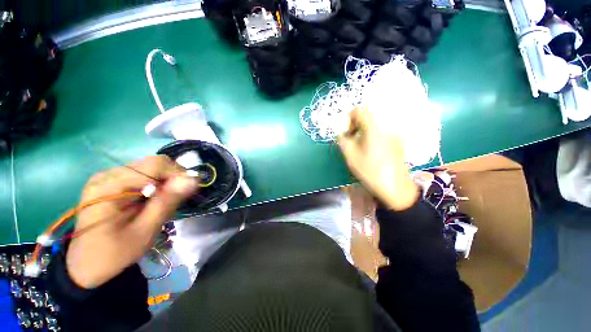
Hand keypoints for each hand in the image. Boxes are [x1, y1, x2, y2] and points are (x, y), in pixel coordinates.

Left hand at [66, 156, 197, 288]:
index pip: (156, 164)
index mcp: (109, 186)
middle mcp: (107, 174)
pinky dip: (155, 185)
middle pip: (154, 163)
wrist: (86, 265)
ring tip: (161, 202)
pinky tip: (151, 200)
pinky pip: (143, 174)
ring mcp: (107, 177)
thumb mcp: (144, 231)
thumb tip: (193, 179)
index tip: (186, 192)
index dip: (178, 174)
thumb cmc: (114, 253)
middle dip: (172, 178)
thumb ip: (167, 202)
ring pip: (150, 167)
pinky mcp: (111, 182)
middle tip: (174, 199)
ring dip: (164, 182)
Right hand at [338, 107, 418, 210]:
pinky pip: (382, 133)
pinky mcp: (398, 142)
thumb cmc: (371, 172)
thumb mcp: (351, 157)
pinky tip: (372, 152)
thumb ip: (343, 141)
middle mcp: (386, 127)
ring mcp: (394, 134)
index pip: (360, 110)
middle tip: (351, 141)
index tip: (346, 131)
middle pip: (368, 117)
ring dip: (364, 132)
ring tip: (361, 148)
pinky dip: (373, 137)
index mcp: (373, 129)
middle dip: (356, 126)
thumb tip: (340, 134)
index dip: (350, 118)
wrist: (396, 188)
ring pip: (375, 126)